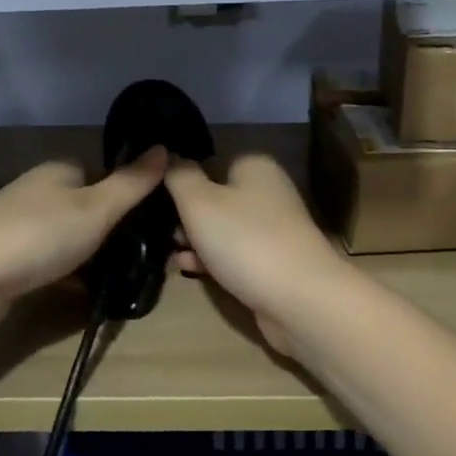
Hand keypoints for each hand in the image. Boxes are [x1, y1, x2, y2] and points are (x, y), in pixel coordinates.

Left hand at [0, 148, 168, 304]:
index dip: (131, 197)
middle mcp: (38, 192)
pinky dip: (69, 276)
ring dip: (92, 256)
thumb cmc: (36, 235)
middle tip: (146, 257)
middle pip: (87, 207)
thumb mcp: (96, 208)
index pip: (104, 175)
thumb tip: (165, 146)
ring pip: (69, 237)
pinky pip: (51, 262)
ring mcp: (19, 226)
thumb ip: (132, 182)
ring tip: (124, 279)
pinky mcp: (7, 260)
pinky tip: (86, 294)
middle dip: (113, 231)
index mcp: (60, 171)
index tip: (156, 224)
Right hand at [166, 155, 347, 354]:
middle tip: (162, 233)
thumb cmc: (244, 240)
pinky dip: (213, 260)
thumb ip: (179, 175)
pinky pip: (234, 254)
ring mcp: (273, 229)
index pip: (209, 163)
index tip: (156, 201)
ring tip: (171, 254)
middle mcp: (268, 192)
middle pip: (215, 198)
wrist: (299, 298)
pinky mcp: (273, 261)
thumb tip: (171, 157)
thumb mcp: (199, 201)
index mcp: (254, 166)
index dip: (181, 182)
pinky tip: (190, 270)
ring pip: (222, 229)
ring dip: (195, 241)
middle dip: (185, 217)